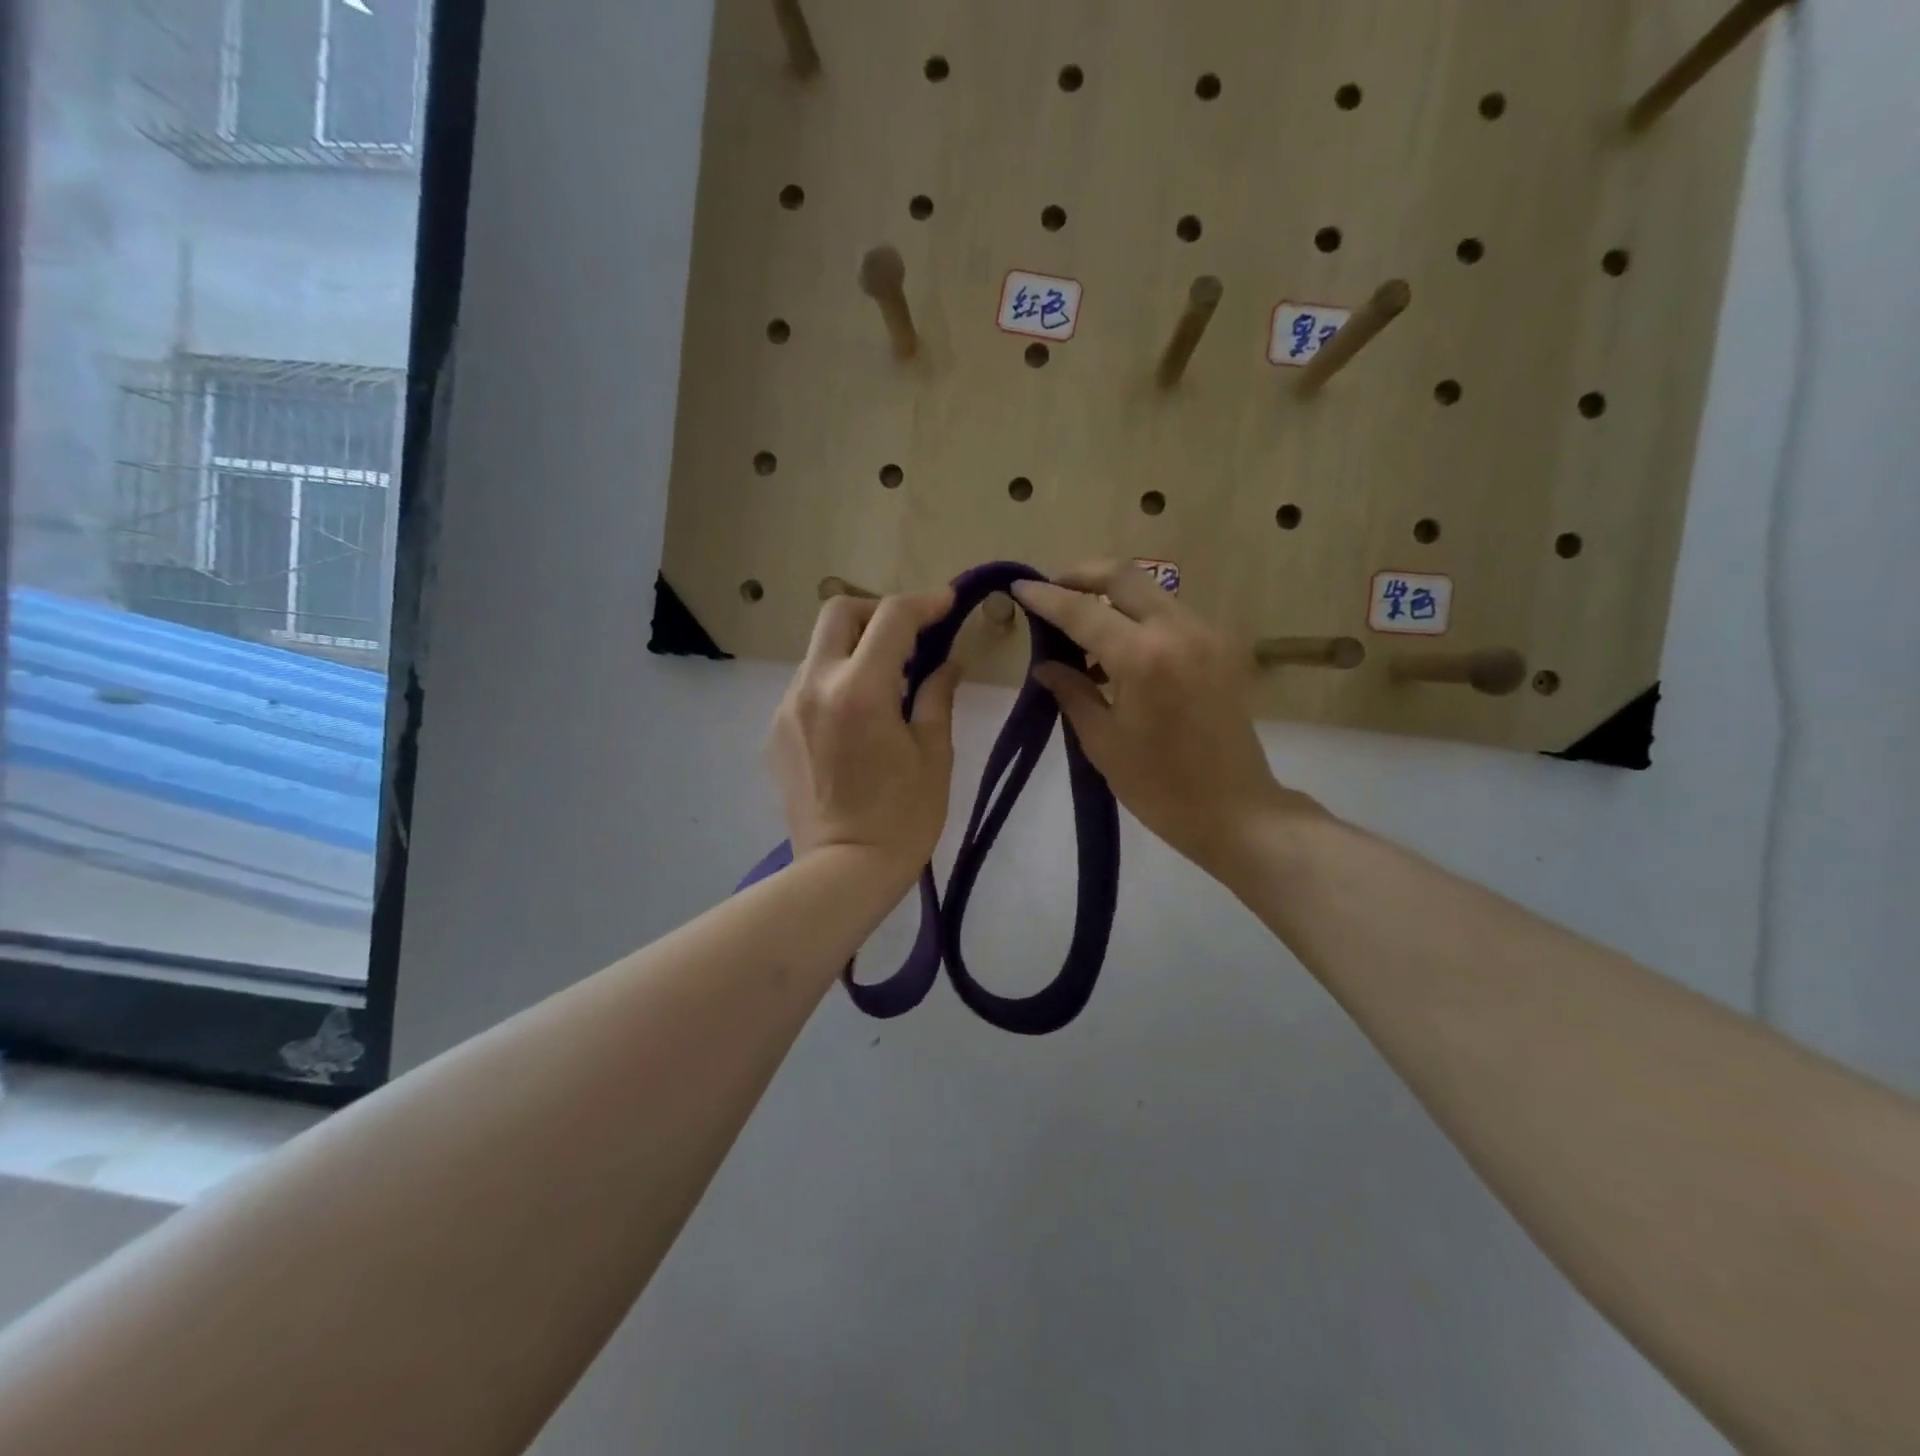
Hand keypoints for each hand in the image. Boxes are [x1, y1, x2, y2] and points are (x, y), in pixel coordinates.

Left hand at [768, 589, 960, 879]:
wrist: (842, 873)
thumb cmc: (903, 820)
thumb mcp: (934, 756)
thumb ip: (938, 696)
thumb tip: (947, 662)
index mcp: (861, 690)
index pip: (892, 618)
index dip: (924, 603)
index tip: (946, 605)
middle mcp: (814, 685)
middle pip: (839, 612)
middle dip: (878, 612)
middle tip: (909, 638)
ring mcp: (788, 707)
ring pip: (819, 649)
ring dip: (855, 648)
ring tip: (888, 684)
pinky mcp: (776, 731)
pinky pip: (807, 684)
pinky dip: (836, 681)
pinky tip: (857, 718)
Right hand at [1011, 563, 1320, 881]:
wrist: (1235, 811)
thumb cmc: (1159, 787)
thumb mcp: (1102, 742)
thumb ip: (1072, 692)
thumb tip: (1045, 666)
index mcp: (1143, 657)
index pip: (1083, 611)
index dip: (1046, 598)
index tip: (1019, 587)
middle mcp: (1178, 630)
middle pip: (1124, 575)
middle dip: (1082, 575)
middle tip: (1052, 592)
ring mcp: (1205, 635)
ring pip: (1150, 591)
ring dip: (1111, 596)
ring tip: (1080, 626)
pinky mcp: (1220, 648)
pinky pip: (1170, 614)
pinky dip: (1138, 617)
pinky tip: (1118, 649)